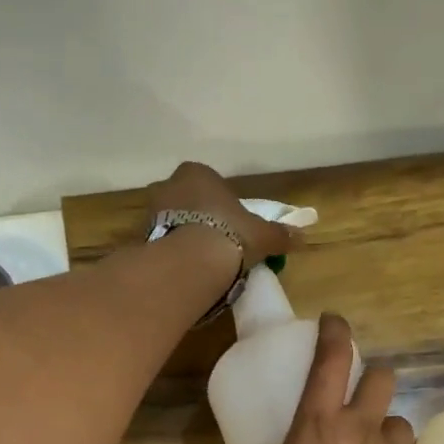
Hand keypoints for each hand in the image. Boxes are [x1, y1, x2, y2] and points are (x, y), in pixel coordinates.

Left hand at [147, 162, 298, 268]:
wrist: (192, 260)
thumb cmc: (231, 234)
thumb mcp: (262, 235)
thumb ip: (279, 234)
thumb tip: (302, 236)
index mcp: (198, 173)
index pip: (208, 183)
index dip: (220, 204)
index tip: (231, 225)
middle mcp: (170, 184)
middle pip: (186, 200)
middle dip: (197, 218)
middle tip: (215, 243)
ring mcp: (151, 211)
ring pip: (170, 221)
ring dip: (182, 236)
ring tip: (200, 261)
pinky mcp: (141, 238)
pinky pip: (160, 243)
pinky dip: (170, 253)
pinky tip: (184, 270)